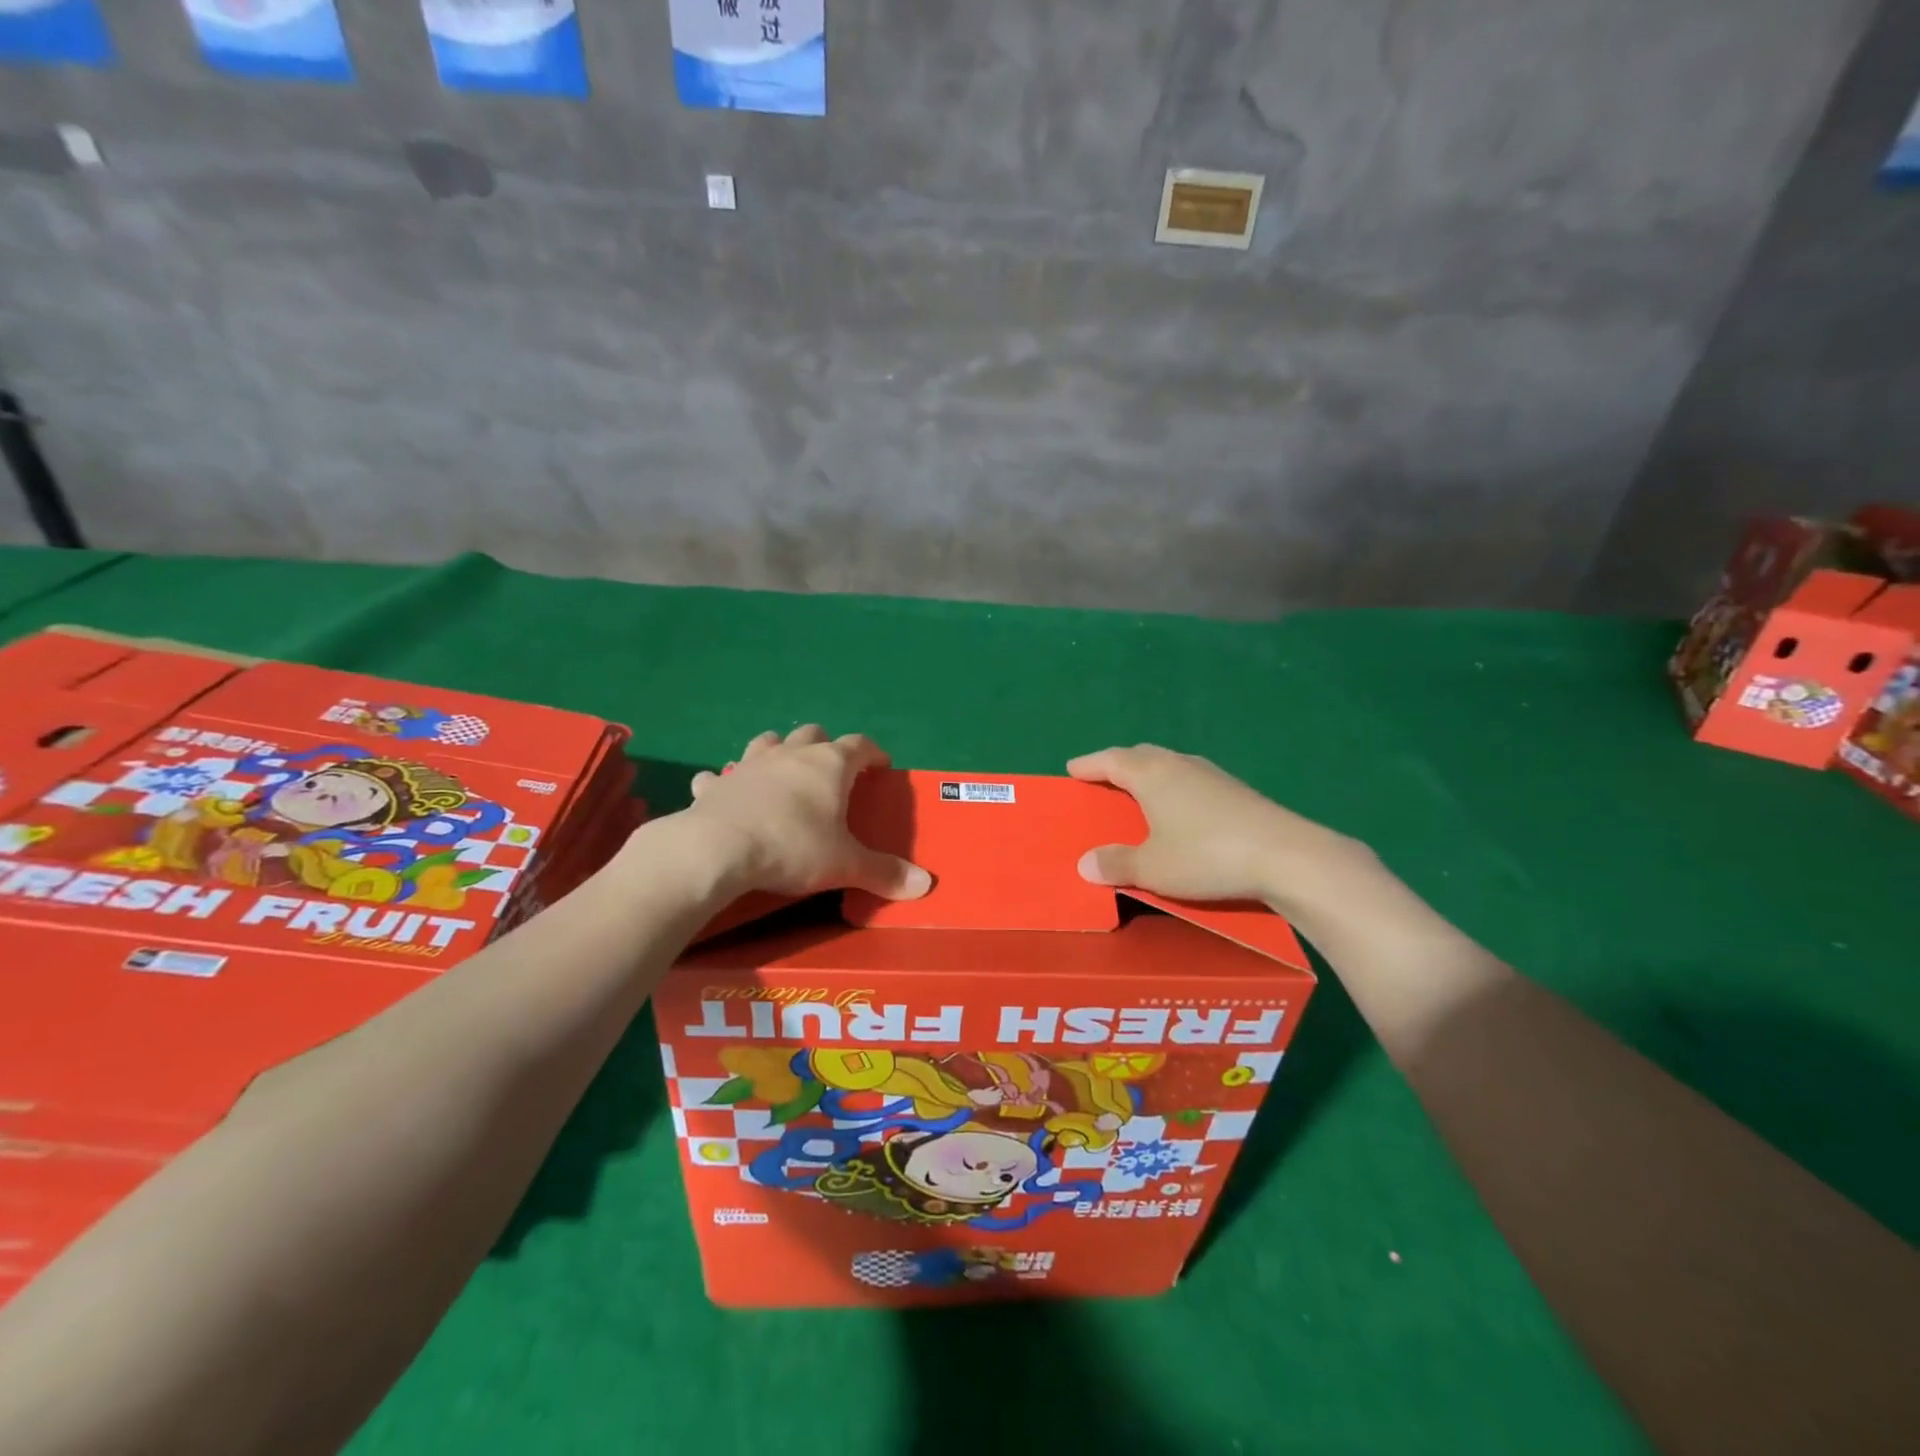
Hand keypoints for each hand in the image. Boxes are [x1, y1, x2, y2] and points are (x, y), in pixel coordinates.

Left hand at [682, 726, 931, 900]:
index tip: (882, 767)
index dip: (874, 754)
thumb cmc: (793, 847)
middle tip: (832, 773)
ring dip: (777, 751)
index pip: (861, 745)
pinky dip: (727, 782)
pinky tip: (726, 794)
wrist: (718, 849)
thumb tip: (925, 884)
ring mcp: (749, 765)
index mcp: (829, 765)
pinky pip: (720, 776)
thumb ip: (884, 873)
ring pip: (767, 742)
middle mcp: (790, 755)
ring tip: (782, 773)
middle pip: (813, 734)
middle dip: (825, 746)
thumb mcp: (845, 865)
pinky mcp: (716, 785)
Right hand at [1066, 744, 1370, 911]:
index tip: (1072, 769)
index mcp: (1152, 774)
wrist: (1285, 856)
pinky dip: (1174, 787)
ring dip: (1149, 774)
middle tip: (1103, 778)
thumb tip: (1085, 863)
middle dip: (1118, 764)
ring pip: (1169, 764)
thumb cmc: (1206, 855)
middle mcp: (1179, 764)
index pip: (1111, 760)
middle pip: (1140, 755)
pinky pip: (1191, 779)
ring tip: (1139, 792)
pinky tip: (1181, 809)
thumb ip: (1116, 863)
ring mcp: (1212, 775)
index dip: (1089, 765)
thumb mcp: (1152, 867)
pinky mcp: (1236, 791)